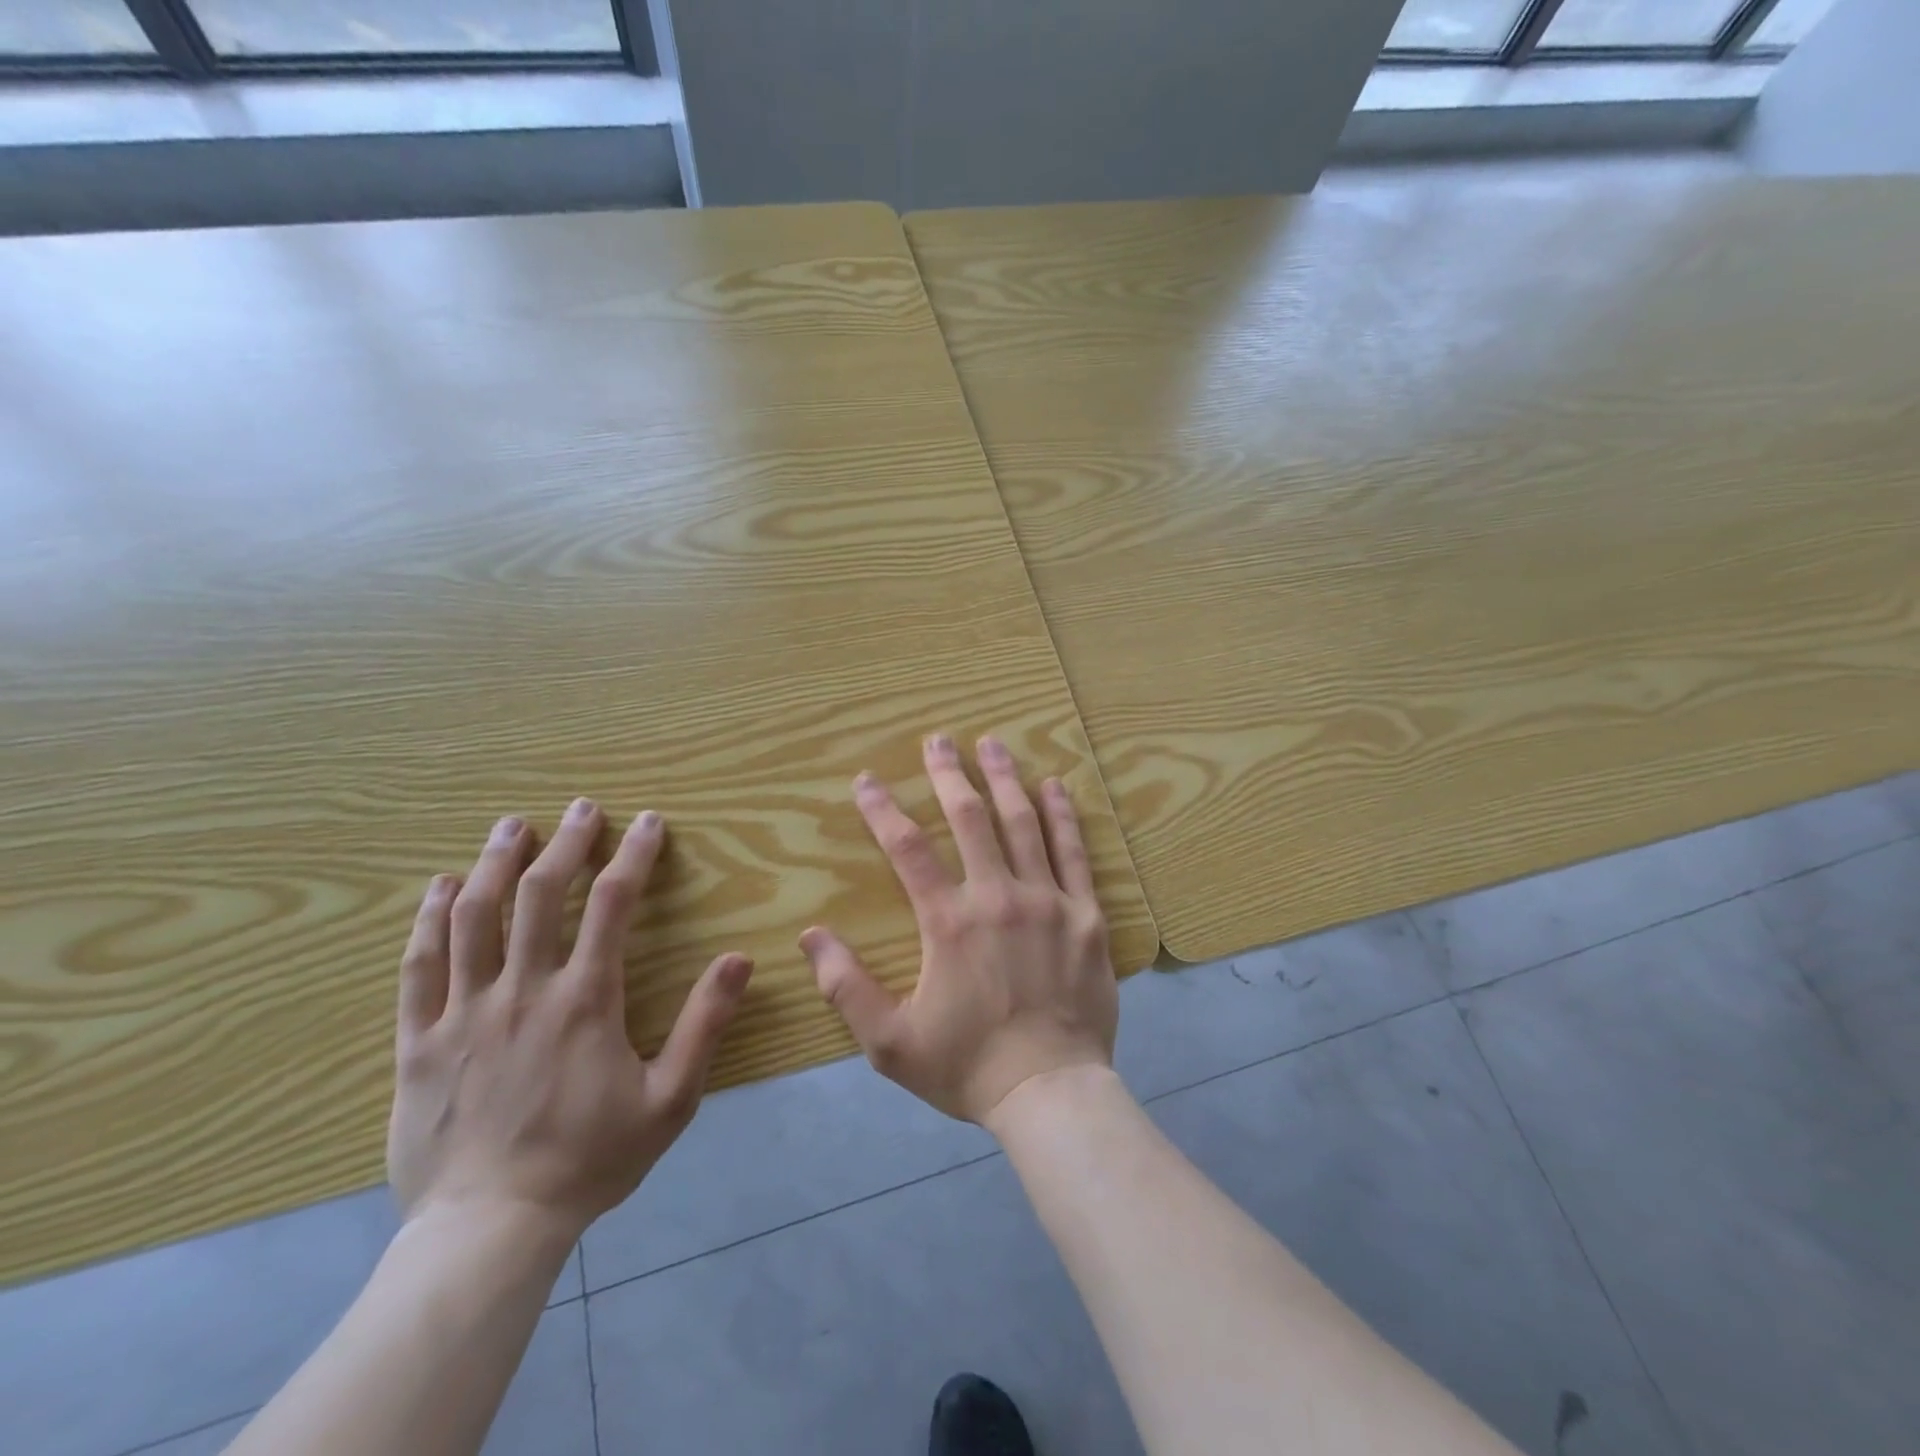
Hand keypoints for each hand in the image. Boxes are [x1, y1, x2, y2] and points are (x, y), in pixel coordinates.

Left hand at [387, 800, 752, 1239]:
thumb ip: (705, 1025)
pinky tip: (441, 887)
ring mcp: (463, 1013)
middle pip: (539, 894)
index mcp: (584, 1000)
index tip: (647, 822)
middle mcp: (522, 990)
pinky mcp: (418, 1042)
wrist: (489, 1230)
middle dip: (566, 842)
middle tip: (581, 807)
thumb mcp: (671, 1099)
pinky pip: (418, 966)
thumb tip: (739, 959)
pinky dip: (429, 919)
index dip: (632, 856)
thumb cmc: (589, 1160)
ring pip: (473, 917)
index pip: (611, 905)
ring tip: (511, 825)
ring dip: (495, 863)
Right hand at [801, 734, 1117, 1125]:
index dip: (882, 810)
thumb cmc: (967, 1067)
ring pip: (1023, 823)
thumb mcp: (890, 1042)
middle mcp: (998, 896)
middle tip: (938, 740)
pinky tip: (1053, 786)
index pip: (907, 849)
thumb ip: (846, 987)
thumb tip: (809, 935)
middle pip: (969, 819)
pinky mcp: (1086, 914)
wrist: (1050, 1092)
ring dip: (1004, 779)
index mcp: (949, 922)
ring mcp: (1048, 901)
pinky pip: (1075, 852)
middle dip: (949, 774)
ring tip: (992, 743)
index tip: (866, 780)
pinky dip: (1063, 815)